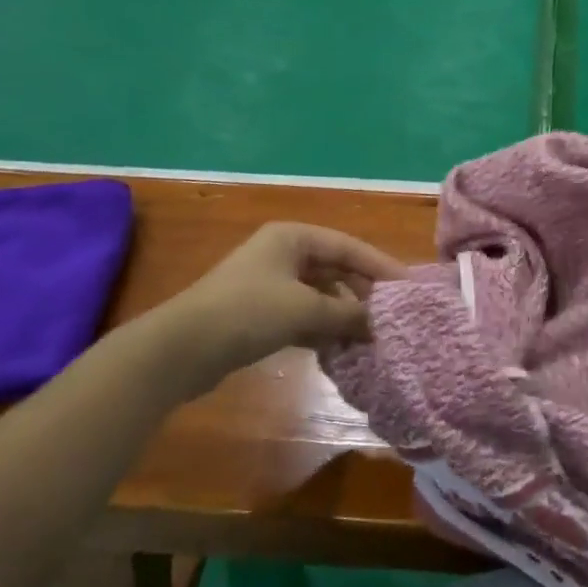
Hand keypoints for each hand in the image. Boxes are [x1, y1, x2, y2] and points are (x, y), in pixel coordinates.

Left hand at [142, 223, 406, 393]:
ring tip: (371, 337)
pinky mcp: (258, 313)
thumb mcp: (305, 309)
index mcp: (293, 237)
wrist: (179, 349)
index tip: (407, 288)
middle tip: (392, 316)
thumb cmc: (248, 312)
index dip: (380, 266)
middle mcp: (283, 253)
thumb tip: (382, 324)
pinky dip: (322, 329)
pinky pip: (302, 315)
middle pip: (335, 270)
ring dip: (343, 315)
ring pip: (320, 295)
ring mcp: (269, 284)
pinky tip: (341, 349)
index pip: (348, 247)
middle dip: (362, 294)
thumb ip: (348, 314)